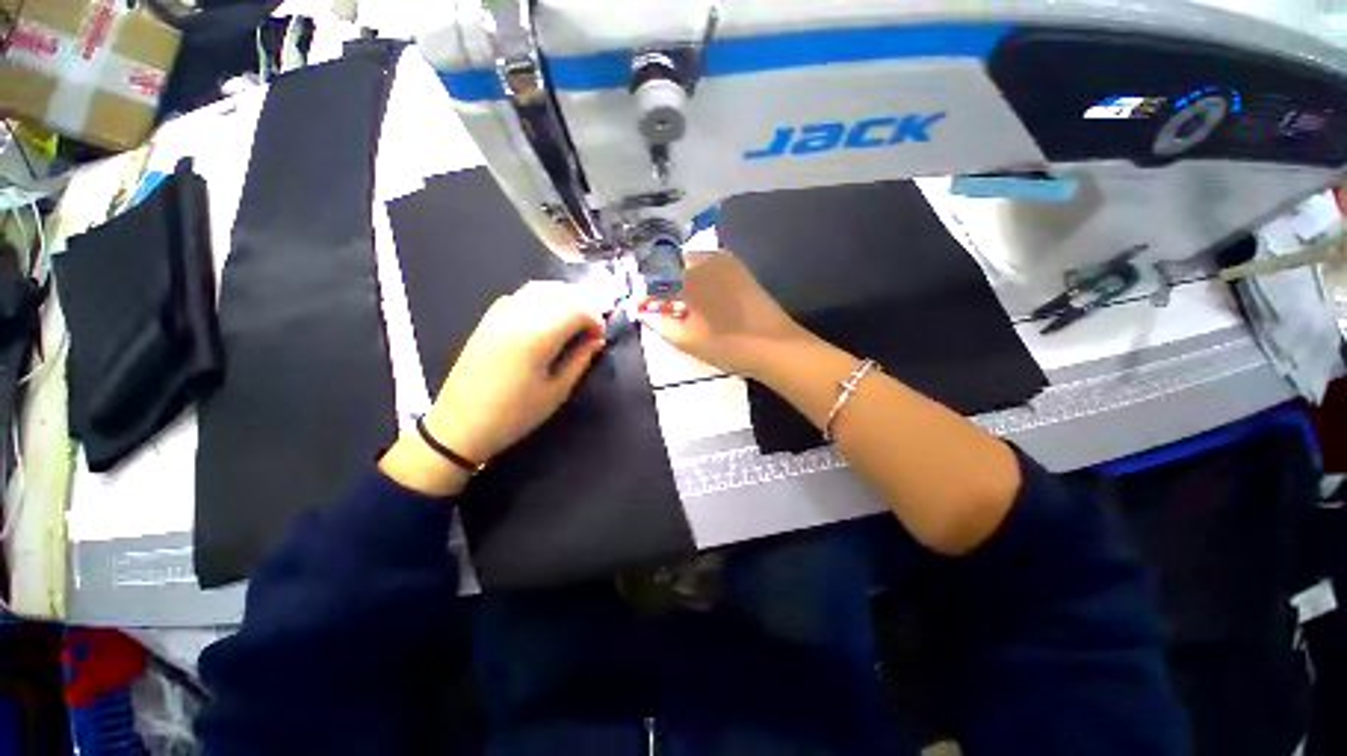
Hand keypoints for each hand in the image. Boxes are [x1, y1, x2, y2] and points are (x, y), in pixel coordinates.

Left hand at [381, 281, 603, 495]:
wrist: (461, 425)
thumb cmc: (515, 415)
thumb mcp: (557, 392)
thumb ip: (580, 360)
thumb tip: (597, 340)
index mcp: (537, 338)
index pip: (577, 310)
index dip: (595, 319)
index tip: (600, 336)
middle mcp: (518, 317)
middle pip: (559, 294)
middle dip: (583, 304)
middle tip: (592, 325)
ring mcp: (499, 316)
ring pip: (538, 289)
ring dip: (563, 297)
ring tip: (574, 316)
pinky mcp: (487, 320)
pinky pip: (519, 295)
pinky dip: (540, 298)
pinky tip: (546, 315)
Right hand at [636, 251, 804, 377]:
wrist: (775, 345)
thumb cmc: (728, 346)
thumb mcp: (687, 340)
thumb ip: (660, 324)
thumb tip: (644, 313)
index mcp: (689, 279)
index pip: (655, 280)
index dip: (644, 295)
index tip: (640, 308)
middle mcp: (704, 261)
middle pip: (670, 264)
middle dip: (660, 282)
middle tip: (659, 303)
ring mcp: (724, 261)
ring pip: (689, 261)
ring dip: (677, 276)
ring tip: (677, 299)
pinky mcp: (738, 267)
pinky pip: (707, 263)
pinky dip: (696, 274)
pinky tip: (699, 293)